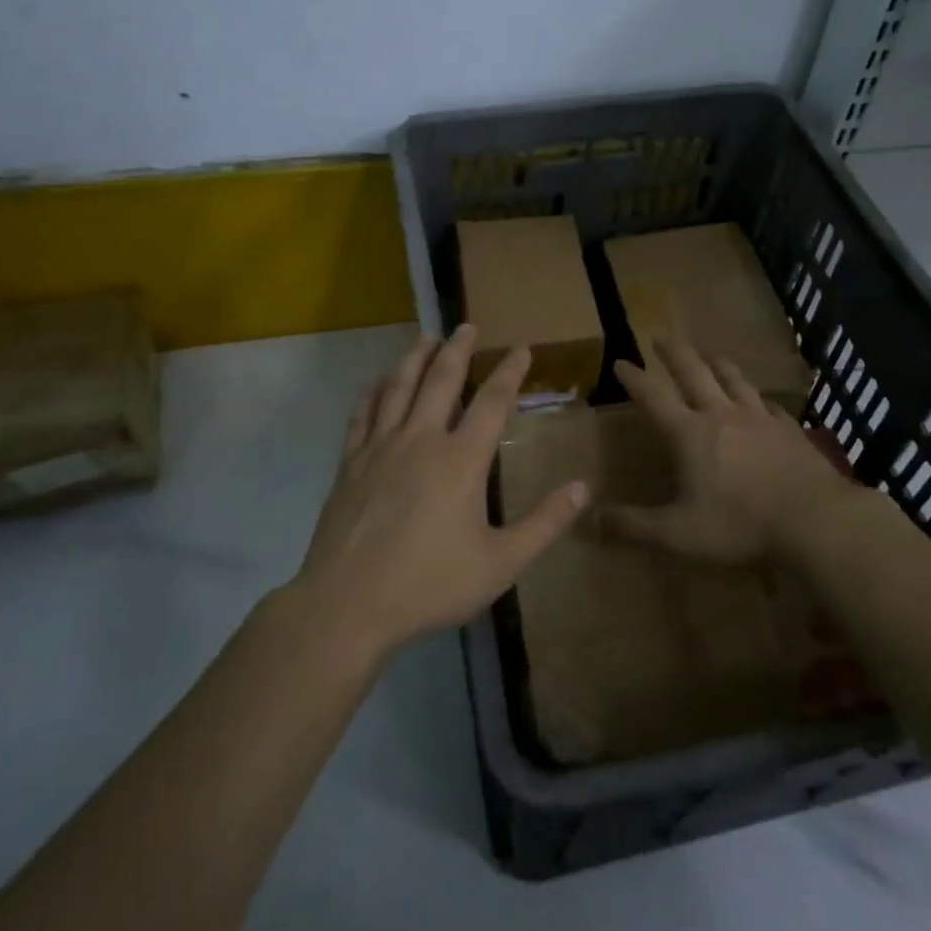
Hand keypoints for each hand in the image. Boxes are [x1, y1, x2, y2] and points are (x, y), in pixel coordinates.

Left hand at [294, 324, 588, 659]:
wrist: (347, 605)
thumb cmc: (429, 585)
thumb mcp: (500, 563)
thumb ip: (544, 524)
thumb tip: (583, 488)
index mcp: (461, 460)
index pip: (493, 401)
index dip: (510, 372)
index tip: (521, 349)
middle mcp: (421, 439)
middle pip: (441, 379)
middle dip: (458, 348)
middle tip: (467, 325)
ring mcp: (381, 447)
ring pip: (399, 386)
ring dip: (415, 357)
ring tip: (425, 337)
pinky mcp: (350, 462)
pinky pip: (363, 413)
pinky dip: (374, 390)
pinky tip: (378, 381)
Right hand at [607, 335, 865, 564]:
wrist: (814, 520)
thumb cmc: (740, 524)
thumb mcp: (679, 534)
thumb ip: (634, 526)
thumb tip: (592, 521)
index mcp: (689, 433)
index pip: (653, 397)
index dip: (634, 378)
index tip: (621, 361)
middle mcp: (721, 414)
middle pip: (694, 372)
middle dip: (674, 354)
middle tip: (661, 338)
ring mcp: (759, 418)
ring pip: (733, 379)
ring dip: (717, 363)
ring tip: (709, 353)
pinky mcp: (788, 429)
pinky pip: (768, 403)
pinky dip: (757, 396)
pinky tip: (761, 399)